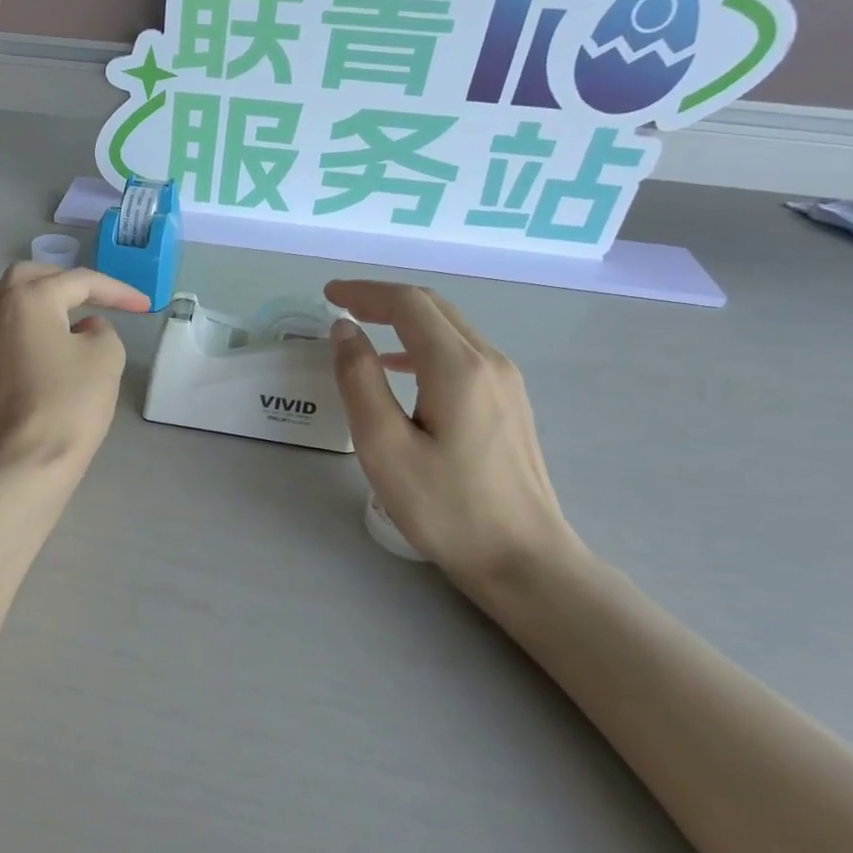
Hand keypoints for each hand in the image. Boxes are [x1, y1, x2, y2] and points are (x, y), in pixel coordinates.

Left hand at [0, 264, 149, 479]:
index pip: (79, 281)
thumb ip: (101, 329)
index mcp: (28, 298)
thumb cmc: (69, 404)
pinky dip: (20, 326)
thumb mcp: (106, 357)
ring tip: (60, 315)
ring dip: (33, 298)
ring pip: (2, 299)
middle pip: (30, 277)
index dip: (117, 291)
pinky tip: (41, 347)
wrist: (24, 462)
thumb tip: (83, 329)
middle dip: (66, 282)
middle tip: (95, 298)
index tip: (144, 306)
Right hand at [326, 281, 581, 590]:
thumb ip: (359, 380)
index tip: (327, 295)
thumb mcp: (384, 446)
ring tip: (363, 331)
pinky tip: (401, 369)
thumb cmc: (446, 507)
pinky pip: (461, 353)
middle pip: (433, 307)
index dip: (364, 292)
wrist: (524, 560)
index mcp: (457, 366)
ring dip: (404, 320)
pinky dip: (423, 344)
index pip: (408, 304)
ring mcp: (506, 381)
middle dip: (383, 299)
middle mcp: (489, 361)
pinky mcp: (510, 402)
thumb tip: (345, 330)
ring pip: (450, 328)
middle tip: (340, 305)